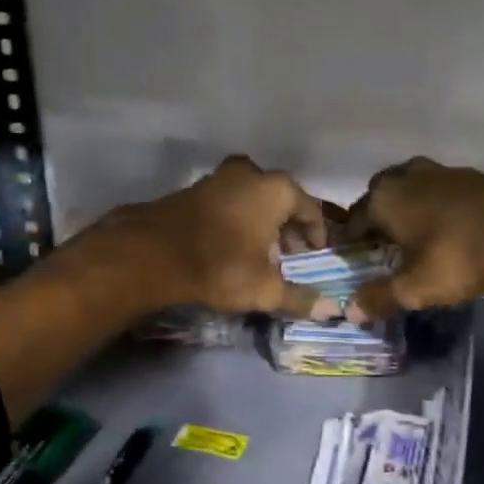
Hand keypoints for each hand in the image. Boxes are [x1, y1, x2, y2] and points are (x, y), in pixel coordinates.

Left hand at [84, 156, 334, 319]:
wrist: (152, 254)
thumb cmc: (221, 266)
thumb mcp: (264, 289)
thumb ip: (299, 297)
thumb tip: (332, 310)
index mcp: (277, 189)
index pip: (311, 210)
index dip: (317, 235)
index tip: (316, 255)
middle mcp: (251, 173)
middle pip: (281, 200)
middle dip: (288, 227)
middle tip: (289, 256)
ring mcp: (219, 177)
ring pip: (252, 198)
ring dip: (261, 221)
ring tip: (260, 252)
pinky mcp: (193, 188)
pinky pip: (228, 201)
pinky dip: (236, 218)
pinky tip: (230, 244)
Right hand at [345, 157, 483, 318]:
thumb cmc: (459, 258)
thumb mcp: (416, 287)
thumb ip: (379, 297)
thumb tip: (349, 311)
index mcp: (385, 198)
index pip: (354, 219)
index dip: (351, 241)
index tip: (354, 260)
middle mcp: (408, 176)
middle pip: (382, 195)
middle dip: (379, 217)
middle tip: (384, 246)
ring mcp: (444, 172)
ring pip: (414, 188)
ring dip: (411, 208)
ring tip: (417, 238)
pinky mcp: (475, 177)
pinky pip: (444, 192)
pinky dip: (440, 207)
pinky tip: (450, 230)